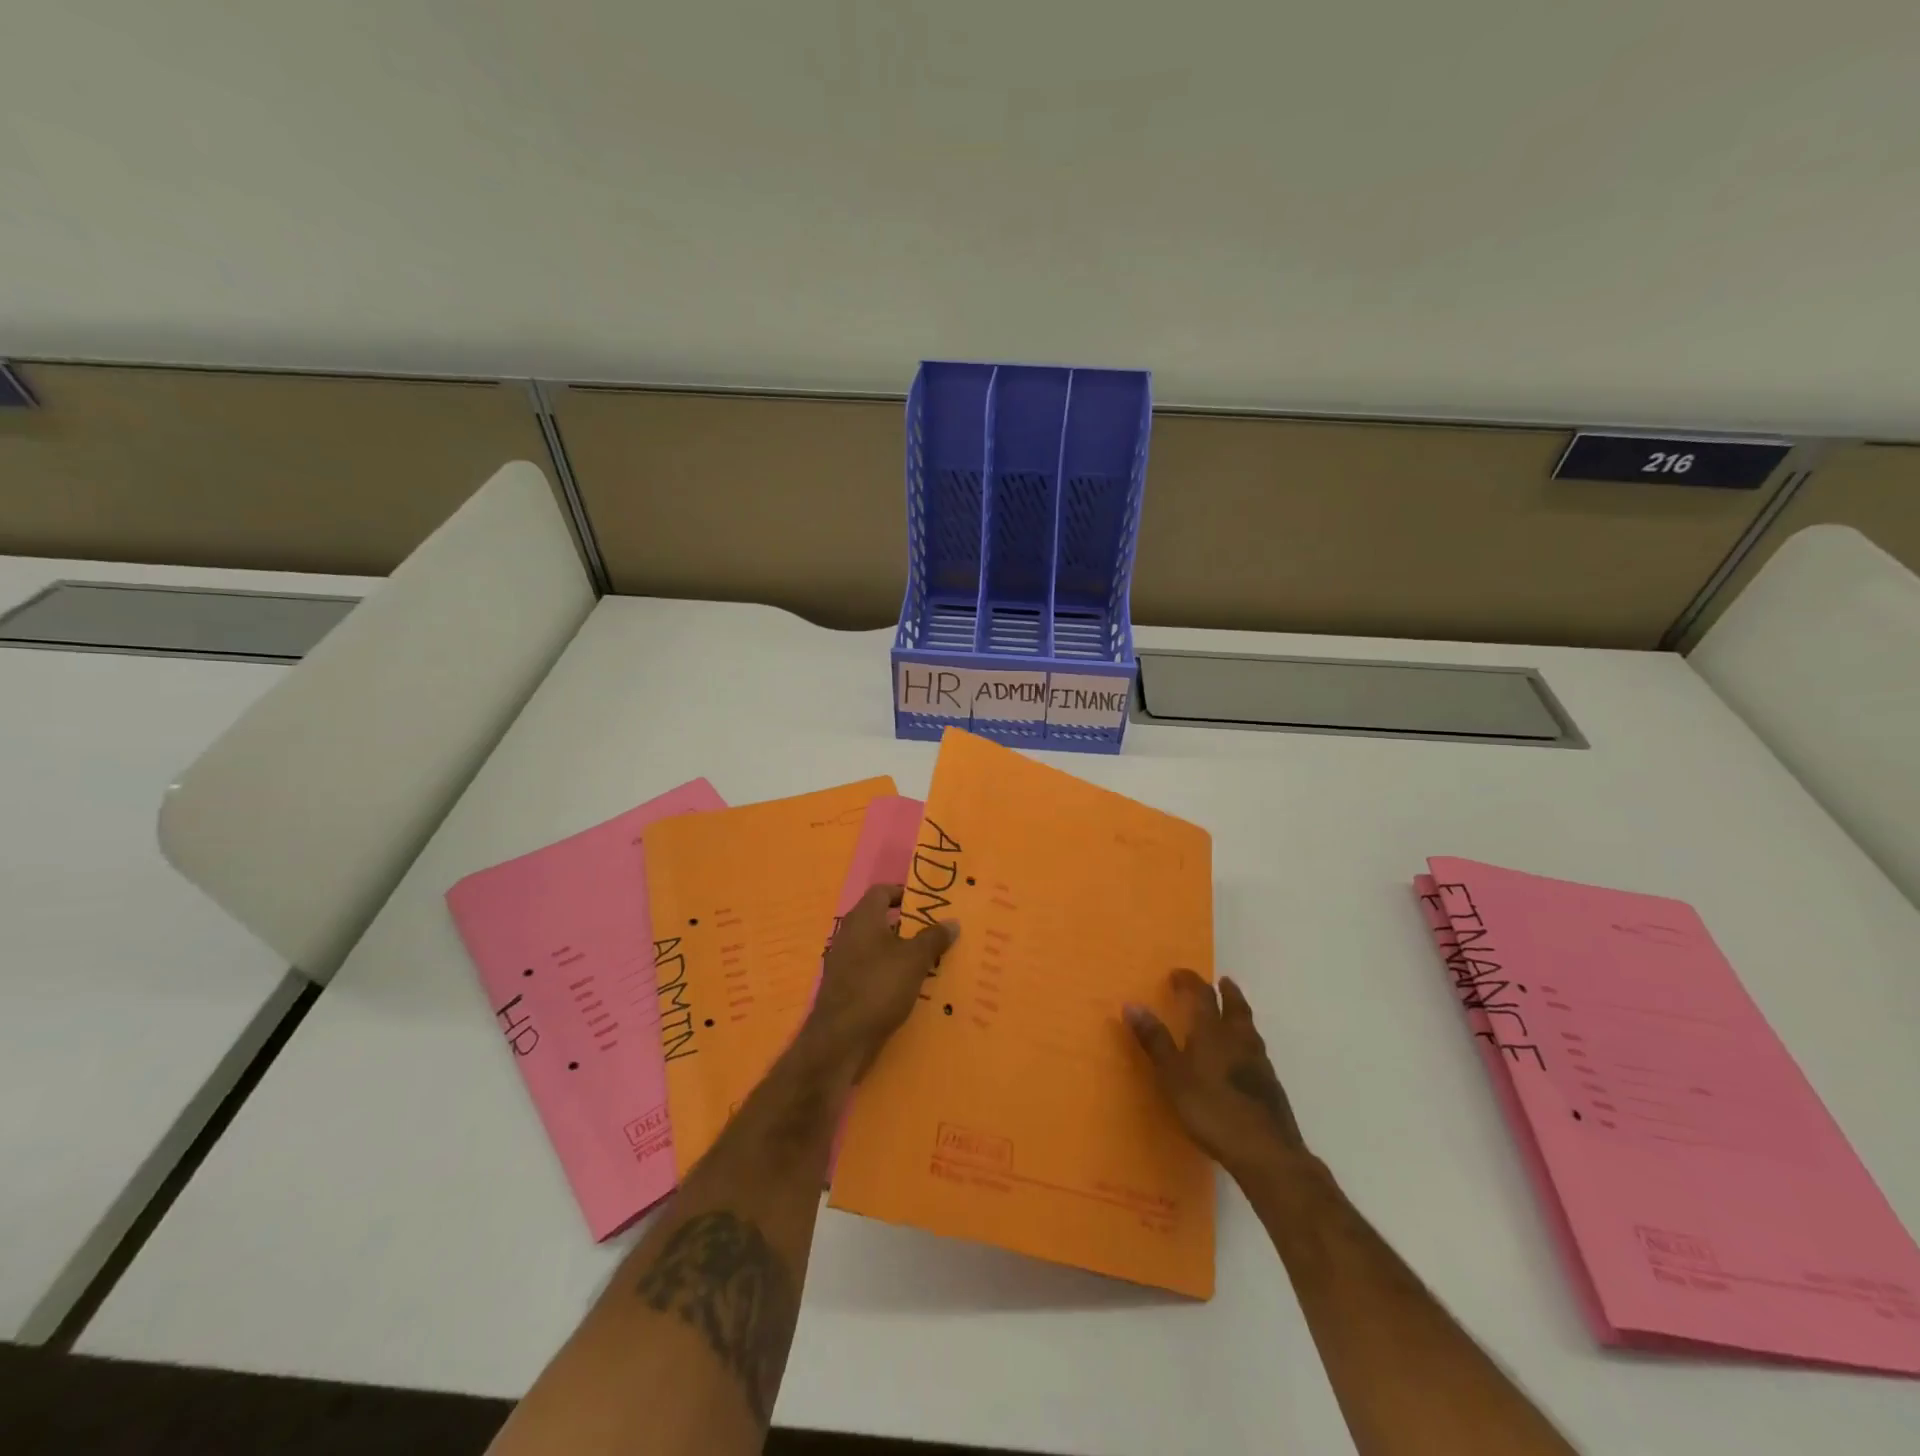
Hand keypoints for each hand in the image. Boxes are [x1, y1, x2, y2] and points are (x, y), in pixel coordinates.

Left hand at [800, 884, 957, 1078]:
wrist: (840, 1039)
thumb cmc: (879, 987)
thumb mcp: (914, 960)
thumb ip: (934, 938)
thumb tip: (952, 921)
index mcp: (863, 919)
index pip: (882, 891)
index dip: (904, 893)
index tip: (927, 904)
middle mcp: (849, 935)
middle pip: (880, 920)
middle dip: (908, 925)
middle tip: (935, 932)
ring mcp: (843, 962)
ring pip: (877, 948)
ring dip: (900, 952)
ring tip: (930, 961)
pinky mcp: (844, 988)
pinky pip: (871, 971)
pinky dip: (889, 974)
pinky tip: (910, 988)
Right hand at [1126, 969, 1306, 1180]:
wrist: (1265, 1150)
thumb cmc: (1211, 1108)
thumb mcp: (1173, 1075)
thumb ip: (1155, 1040)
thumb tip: (1132, 1004)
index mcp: (1212, 1031)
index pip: (1201, 995)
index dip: (1190, 981)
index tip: (1178, 973)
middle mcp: (1238, 1039)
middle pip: (1235, 1006)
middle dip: (1226, 992)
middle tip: (1222, 981)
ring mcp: (1259, 1062)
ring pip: (1249, 1027)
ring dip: (1239, 1014)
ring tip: (1233, 1013)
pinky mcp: (1271, 1085)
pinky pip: (1256, 1050)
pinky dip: (1247, 1042)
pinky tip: (1243, 1057)